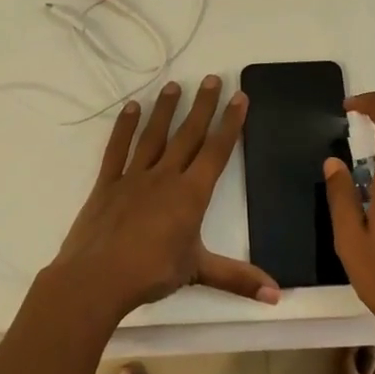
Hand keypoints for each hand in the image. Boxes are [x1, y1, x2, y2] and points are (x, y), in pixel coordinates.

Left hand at [54, 76, 280, 317]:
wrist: (96, 279)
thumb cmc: (151, 273)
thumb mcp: (198, 272)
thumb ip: (238, 279)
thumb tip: (278, 295)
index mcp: (191, 194)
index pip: (216, 151)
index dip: (230, 123)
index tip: (239, 96)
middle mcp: (165, 176)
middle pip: (188, 134)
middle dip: (203, 105)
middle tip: (212, 78)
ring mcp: (134, 177)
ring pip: (154, 136)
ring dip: (166, 110)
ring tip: (174, 85)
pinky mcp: (107, 183)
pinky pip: (118, 149)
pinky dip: (124, 128)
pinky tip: (131, 108)